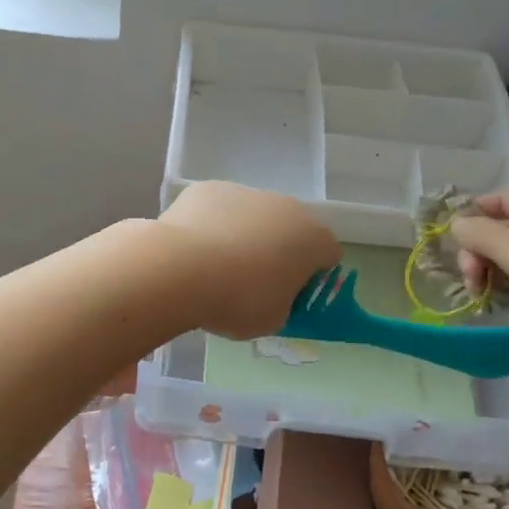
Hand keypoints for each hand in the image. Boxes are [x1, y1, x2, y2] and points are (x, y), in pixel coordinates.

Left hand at [156, 182, 341, 339]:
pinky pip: (219, 210)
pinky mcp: (208, 188)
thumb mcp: (273, 320)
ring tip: (216, 266)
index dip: (313, 276)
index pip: (328, 254)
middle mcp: (285, 206)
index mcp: (312, 238)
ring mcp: (245, 192)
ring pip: (253, 216)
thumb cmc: (238, 300)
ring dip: (245, 236)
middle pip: (290, 229)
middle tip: (254, 281)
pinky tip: (194, 249)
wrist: (180, 268)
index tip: (292, 294)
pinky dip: (212, 226)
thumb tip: (272, 293)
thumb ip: (283, 303)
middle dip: (279, 251)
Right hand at [451, 190, 508, 361]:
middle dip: (477, 250)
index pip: (500, 198)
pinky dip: (506, 288)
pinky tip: (494, 302)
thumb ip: (479, 234)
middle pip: (501, 230)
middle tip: (469, 277)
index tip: (451, 237)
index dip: (473, 211)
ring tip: (477, 293)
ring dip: (489, 272)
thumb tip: (456, 224)